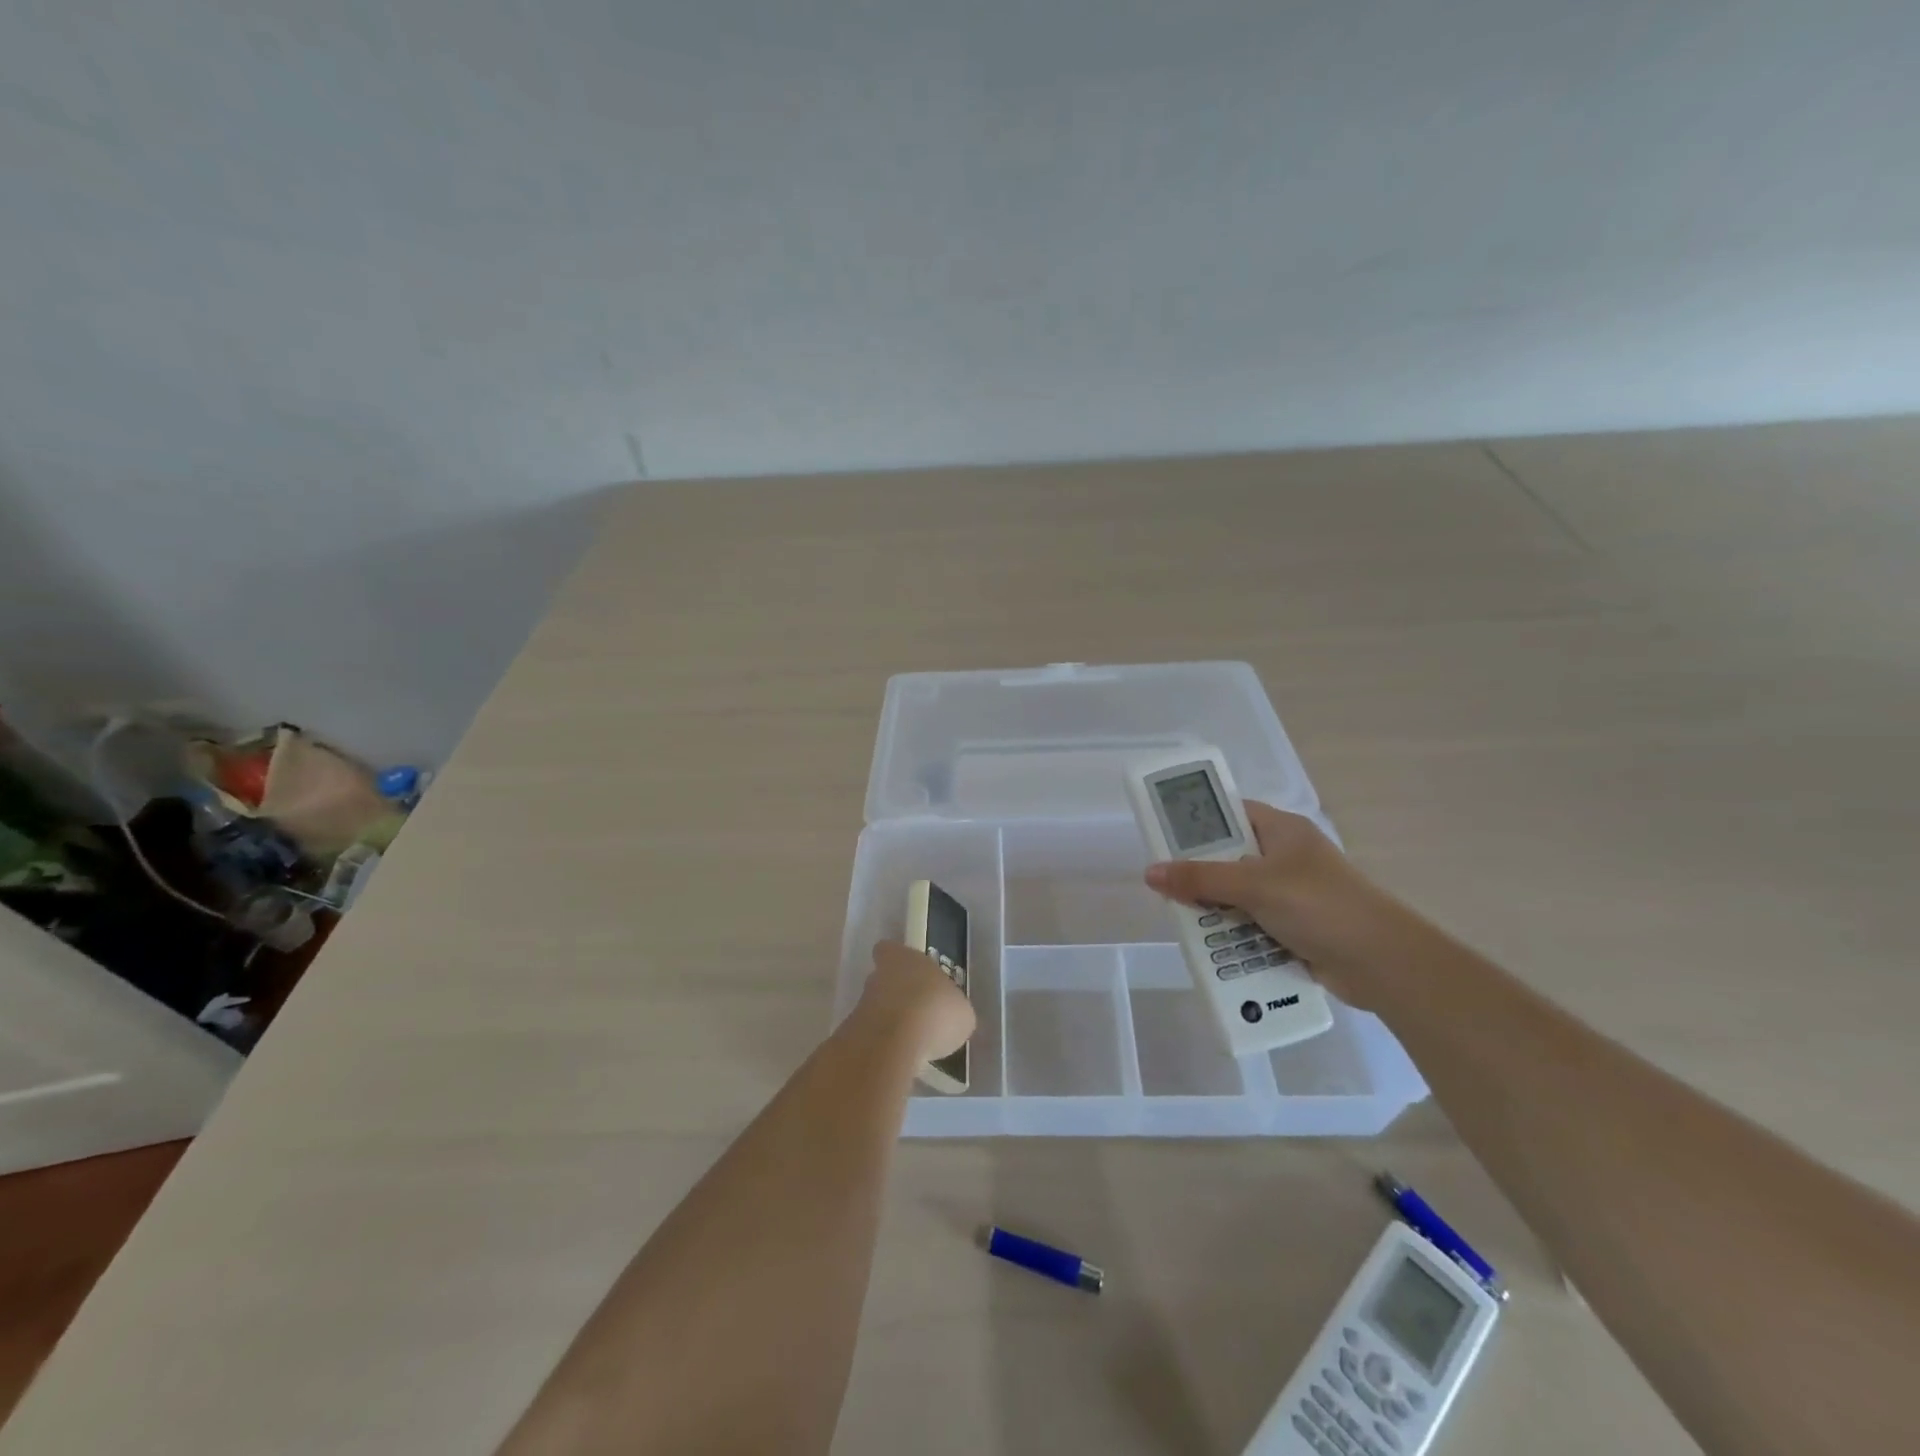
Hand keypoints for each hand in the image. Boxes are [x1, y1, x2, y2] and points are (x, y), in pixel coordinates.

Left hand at [853, 941, 975, 1064]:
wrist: (893, 1043)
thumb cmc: (935, 1011)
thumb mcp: (961, 1013)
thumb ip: (952, 1009)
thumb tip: (952, 1017)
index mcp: (905, 958)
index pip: (890, 950)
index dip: (896, 960)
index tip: (908, 972)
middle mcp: (879, 976)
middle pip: (883, 979)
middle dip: (897, 994)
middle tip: (917, 1012)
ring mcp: (862, 1005)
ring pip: (876, 1008)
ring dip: (890, 1022)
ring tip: (913, 1041)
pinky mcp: (853, 1035)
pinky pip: (872, 1036)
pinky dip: (884, 1046)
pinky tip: (902, 1058)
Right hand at [1143, 801, 1391, 1004]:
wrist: (1381, 963)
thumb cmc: (1319, 905)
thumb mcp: (1254, 885)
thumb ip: (1200, 879)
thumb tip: (1150, 872)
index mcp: (1283, 831)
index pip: (1232, 814)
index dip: (1199, 823)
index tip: (1165, 838)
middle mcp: (1287, 859)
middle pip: (1230, 859)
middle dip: (1200, 876)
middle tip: (1167, 888)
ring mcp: (1292, 896)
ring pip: (1239, 897)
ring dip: (1216, 912)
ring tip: (1185, 923)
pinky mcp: (1296, 929)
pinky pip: (1253, 926)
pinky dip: (1235, 936)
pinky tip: (1213, 948)